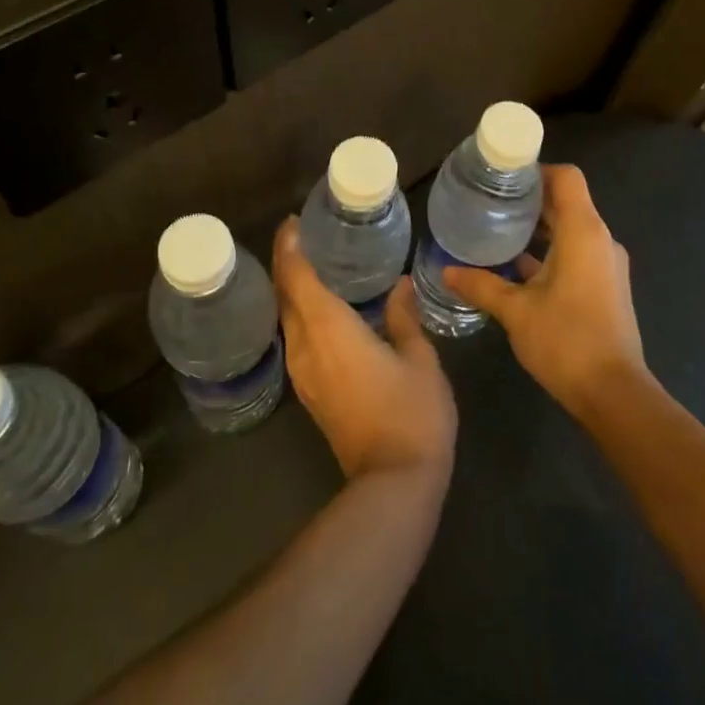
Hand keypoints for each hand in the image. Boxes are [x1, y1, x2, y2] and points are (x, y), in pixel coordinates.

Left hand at [274, 219, 456, 481]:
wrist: (394, 482)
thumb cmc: (412, 412)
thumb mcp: (419, 358)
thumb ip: (403, 317)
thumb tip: (398, 286)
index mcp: (329, 329)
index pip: (297, 277)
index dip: (289, 247)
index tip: (292, 222)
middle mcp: (306, 346)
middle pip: (285, 296)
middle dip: (287, 263)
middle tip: (304, 236)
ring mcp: (304, 373)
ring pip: (288, 319)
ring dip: (293, 290)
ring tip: (315, 265)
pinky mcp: (311, 392)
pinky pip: (298, 339)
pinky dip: (303, 314)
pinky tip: (325, 309)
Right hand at [442, 164, 647, 418]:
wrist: (614, 393)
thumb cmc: (565, 341)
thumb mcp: (515, 311)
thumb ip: (481, 285)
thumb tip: (446, 271)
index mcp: (583, 232)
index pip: (566, 178)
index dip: (536, 170)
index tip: (503, 177)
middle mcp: (600, 240)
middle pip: (567, 202)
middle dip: (530, 199)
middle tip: (490, 201)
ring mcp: (606, 264)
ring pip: (571, 230)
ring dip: (539, 228)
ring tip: (498, 230)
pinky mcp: (606, 286)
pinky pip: (576, 253)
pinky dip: (550, 252)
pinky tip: (516, 267)